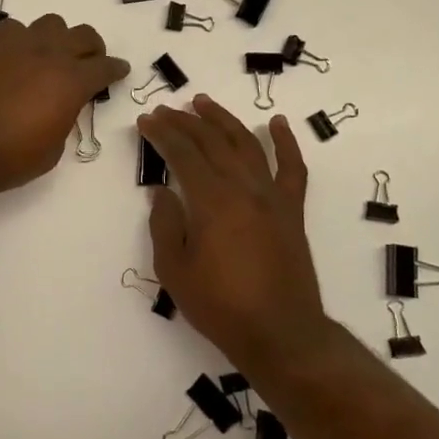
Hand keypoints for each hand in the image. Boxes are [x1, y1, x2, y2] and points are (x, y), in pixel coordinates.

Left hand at [0, 14, 130, 203]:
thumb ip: (64, 117)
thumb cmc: (8, 158)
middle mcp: (49, 54)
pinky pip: (14, 29)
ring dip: (57, 39)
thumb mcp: (53, 148)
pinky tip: (15, 57)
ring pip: (50, 24)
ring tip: (49, 57)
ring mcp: (17, 44)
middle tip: (88, 63)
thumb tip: (60, 105)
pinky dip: (22, 39)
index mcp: (71, 81)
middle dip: (91, 48)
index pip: (105, 66)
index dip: (115, 69)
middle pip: (83, 35)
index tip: (119, 71)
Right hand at [137, 94, 330, 375]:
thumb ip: (165, 224)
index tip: (146, 120)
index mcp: (212, 201)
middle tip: (165, 110)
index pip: (182, 153)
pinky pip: (292, 168)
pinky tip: (277, 123)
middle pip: (212, 142)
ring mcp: (272, 197)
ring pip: (247, 144)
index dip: (162, 134)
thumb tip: (162, 191)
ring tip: (204, 103)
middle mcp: (243, 188)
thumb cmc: (220, 306)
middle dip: (185, 122)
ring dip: (224, 120)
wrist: (280, 335)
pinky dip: (286, 143)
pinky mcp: (292, 210)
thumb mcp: (174, 270)